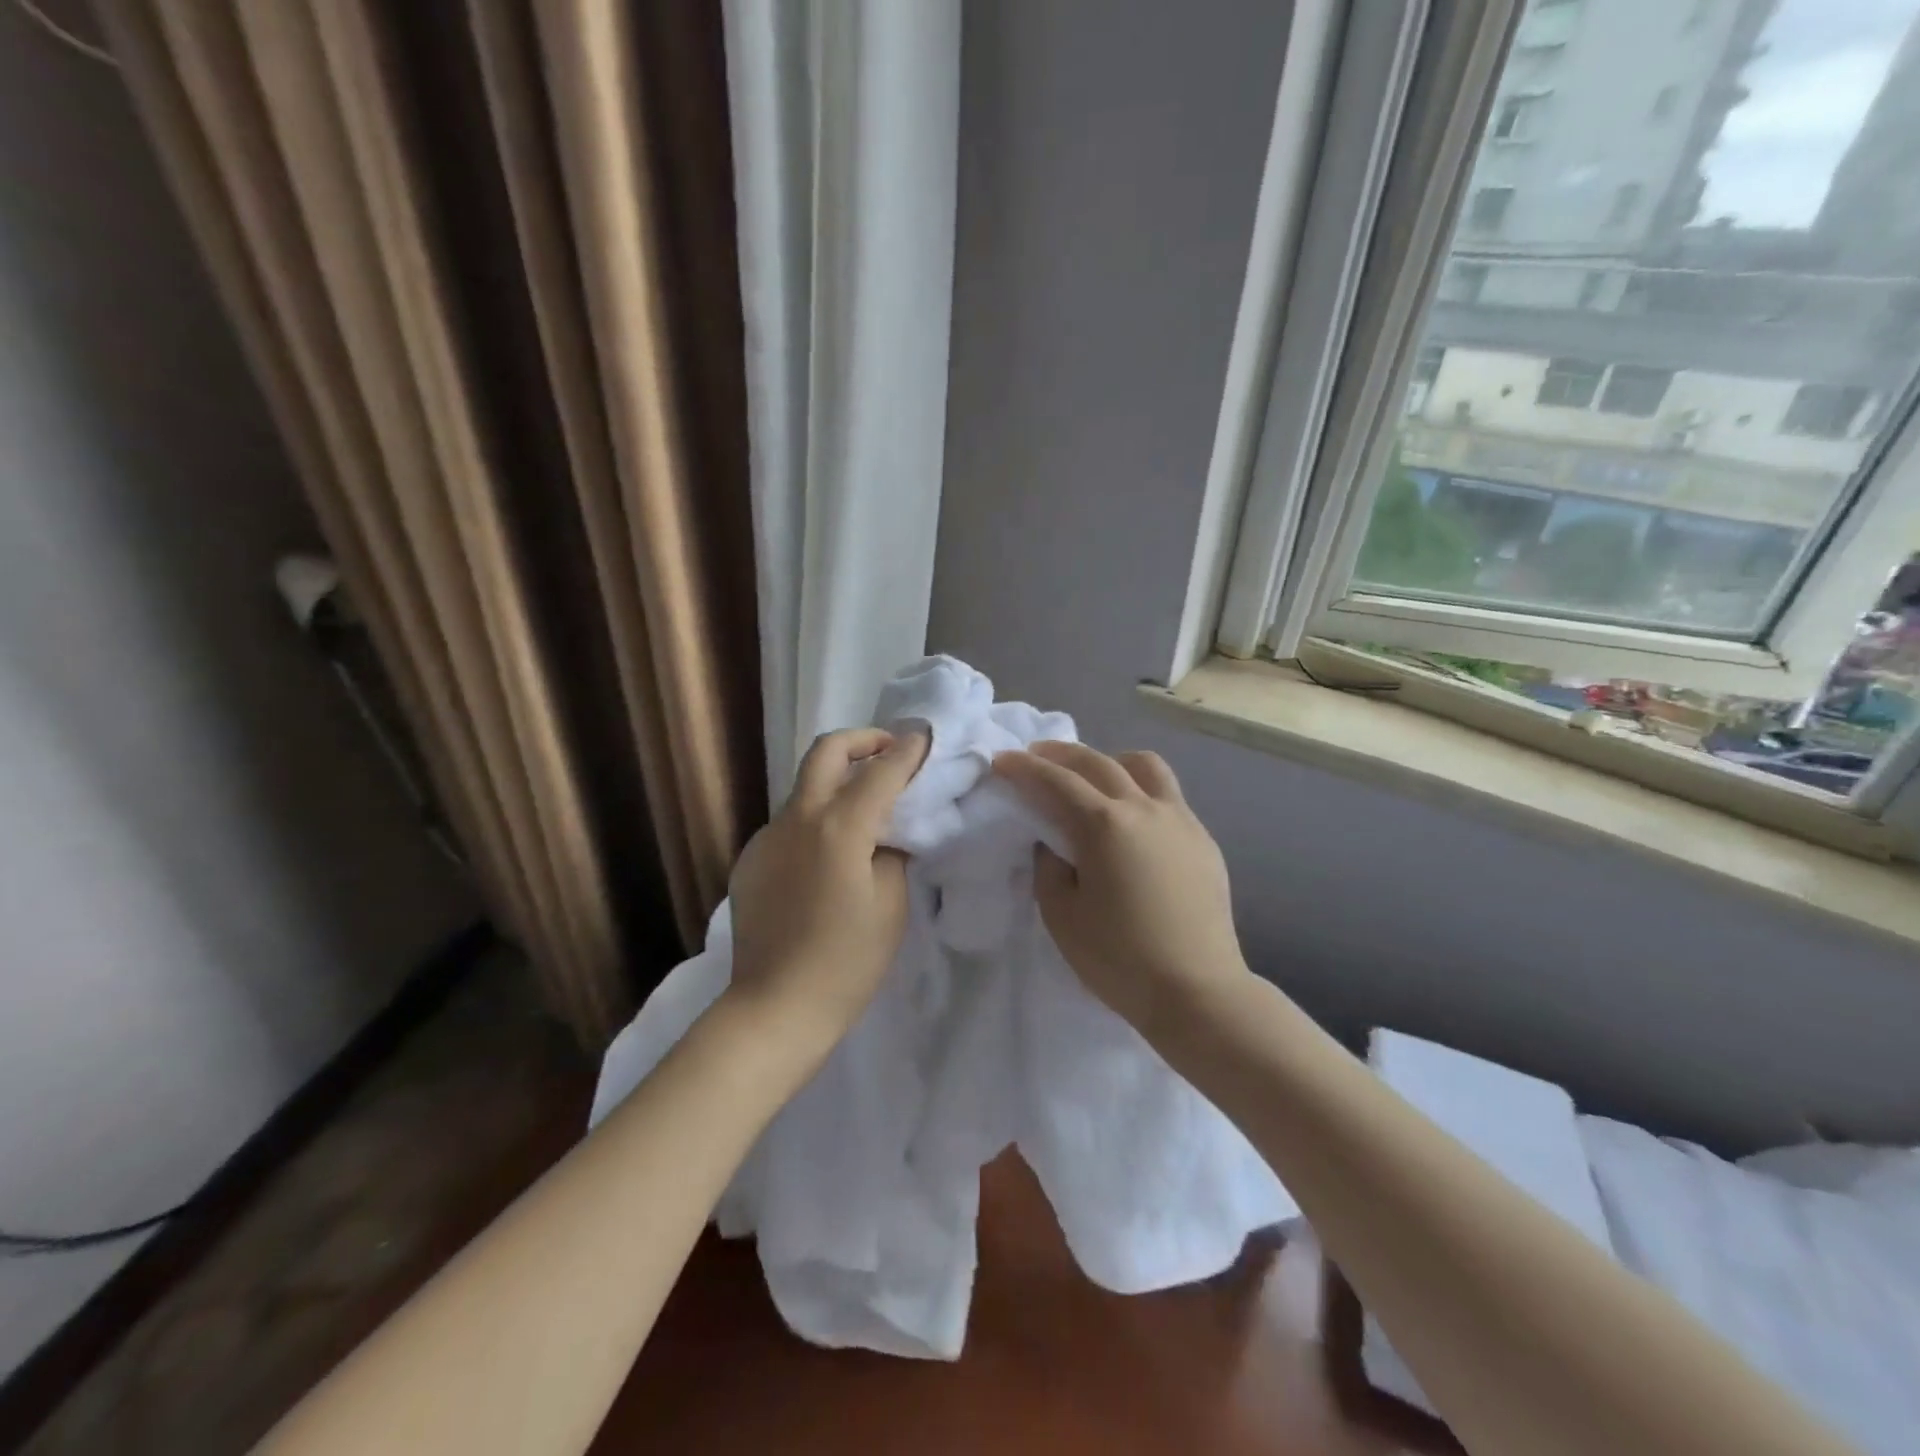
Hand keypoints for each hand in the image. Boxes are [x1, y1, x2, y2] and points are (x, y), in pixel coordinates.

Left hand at [723, 727, 929, 1062]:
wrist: (775, 1008)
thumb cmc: (846, 962)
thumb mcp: (890, 905)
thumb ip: (893, 853)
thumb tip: (890, 830)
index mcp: (838, 828)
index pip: (881, 773)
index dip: (907, 751)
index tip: (924, 736)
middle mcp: (796, 819)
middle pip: (826, 752)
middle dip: (863, 740)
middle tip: (889, 752)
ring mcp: (767, 837)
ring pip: (805, 787)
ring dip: (838, 781)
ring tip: (865, 809)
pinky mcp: (750, 859)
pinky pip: (789, 823)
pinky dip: (816, 819)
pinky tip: (829, 856)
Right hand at [992, 742, 1249, 1037]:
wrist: (1197, 991)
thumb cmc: (1120, 959)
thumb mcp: (1061, 916)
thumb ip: (1048, 868)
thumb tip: (1054, 843)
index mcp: (1105, 825)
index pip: (1056, 781)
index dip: (1024, 768)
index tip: (1001, 761)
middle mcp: (1144, 808)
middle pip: (1097, 762)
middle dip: (1060, 754)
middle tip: (1036, 756)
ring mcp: (1180, 820)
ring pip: (1144, 766)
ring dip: (1110, 761)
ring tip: (1092, 777)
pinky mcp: (1203, 839)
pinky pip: (1168, 795)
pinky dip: (1140, 790)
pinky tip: (1131, 819)